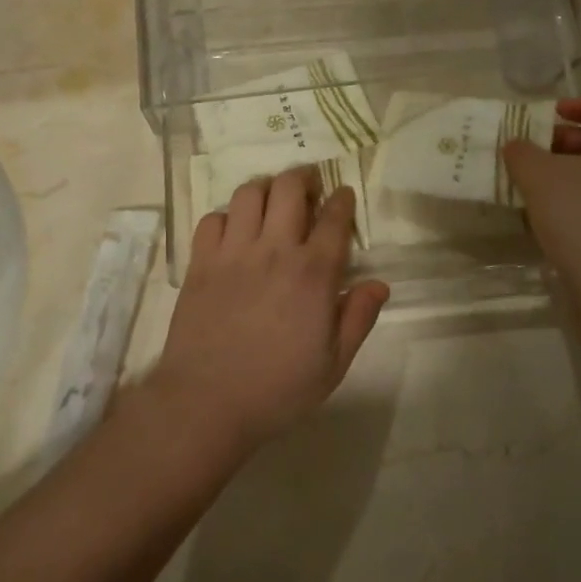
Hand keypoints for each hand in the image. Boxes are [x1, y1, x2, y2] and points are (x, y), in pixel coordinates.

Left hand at [150, 170, 388, 449]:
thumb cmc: (277, 388)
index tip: (344, 195)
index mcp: (313, 273)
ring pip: (249, 193)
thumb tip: (379, 284)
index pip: (333, 218)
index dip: (342, 199)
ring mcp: (233, 252)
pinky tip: (233, 232)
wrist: (206, 403)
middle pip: (289, 188)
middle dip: (304, 178)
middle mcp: (275, 250)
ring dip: (266, 189)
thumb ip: (358, 318)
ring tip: (271, 201)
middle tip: (309, 187)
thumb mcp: (333, 364)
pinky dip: (226, 217)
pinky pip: (212, 218)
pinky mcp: (201, 262)